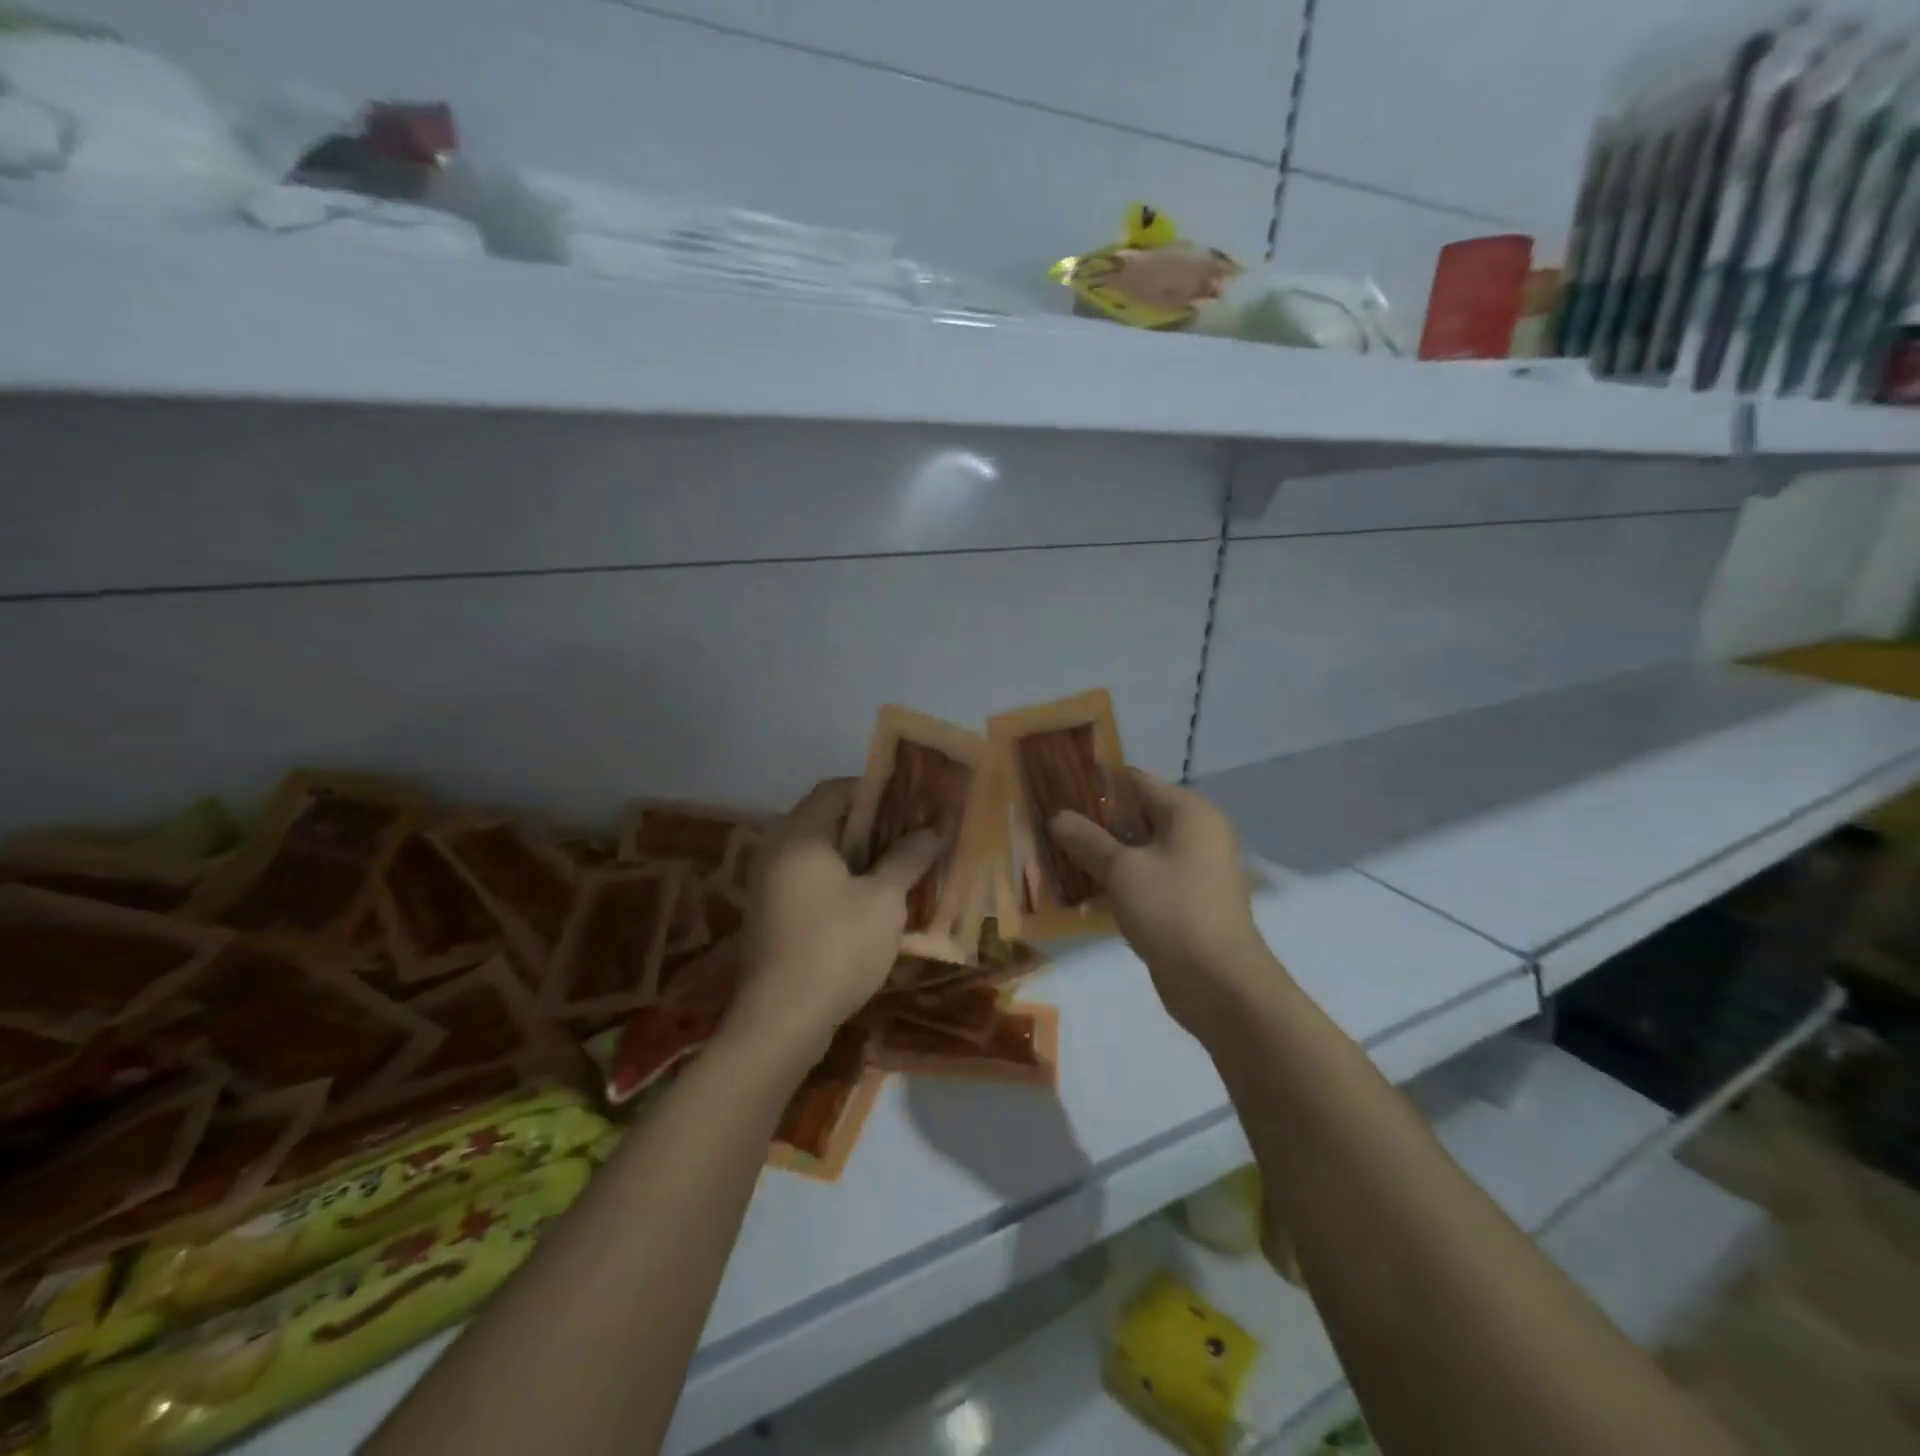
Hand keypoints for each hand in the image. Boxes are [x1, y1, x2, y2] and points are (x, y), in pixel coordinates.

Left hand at [727, 778, 942, 1060]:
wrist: (781, 1021)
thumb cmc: (836, 947)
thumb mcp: (883, 900)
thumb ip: (907, 859)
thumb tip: (931, 831)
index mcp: (800, 835)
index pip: (836, 790)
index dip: (875, 791)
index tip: (910, 803)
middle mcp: (777, 850)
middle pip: (827, 820)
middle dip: (872, 825)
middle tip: (911, 834)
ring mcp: (769, 885)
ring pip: (820, 854)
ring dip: (858, 856)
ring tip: (899, 866)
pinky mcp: (772, 914)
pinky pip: (810, 881)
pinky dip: (840, 880)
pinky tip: (872, 901)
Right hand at [1049, 770, 1273, 1037]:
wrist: (1219, 983)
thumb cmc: (1172, 910)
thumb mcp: (1122, 870)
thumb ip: (1088, 840)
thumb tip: (1057, 816)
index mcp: (1188, 812)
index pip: (1135, 781)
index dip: (1096, 783)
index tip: (1057, 788)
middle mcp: (1196, 834)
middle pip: (1137, 816)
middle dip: (1094, 822)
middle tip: (1050, 827)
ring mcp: (1194, 870)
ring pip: (1139, 851)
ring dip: (1103, 855)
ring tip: (1057, 858)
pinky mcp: (1186, 901)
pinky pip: (1146, 879)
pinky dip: (1118, 881)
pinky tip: (1082, 892)